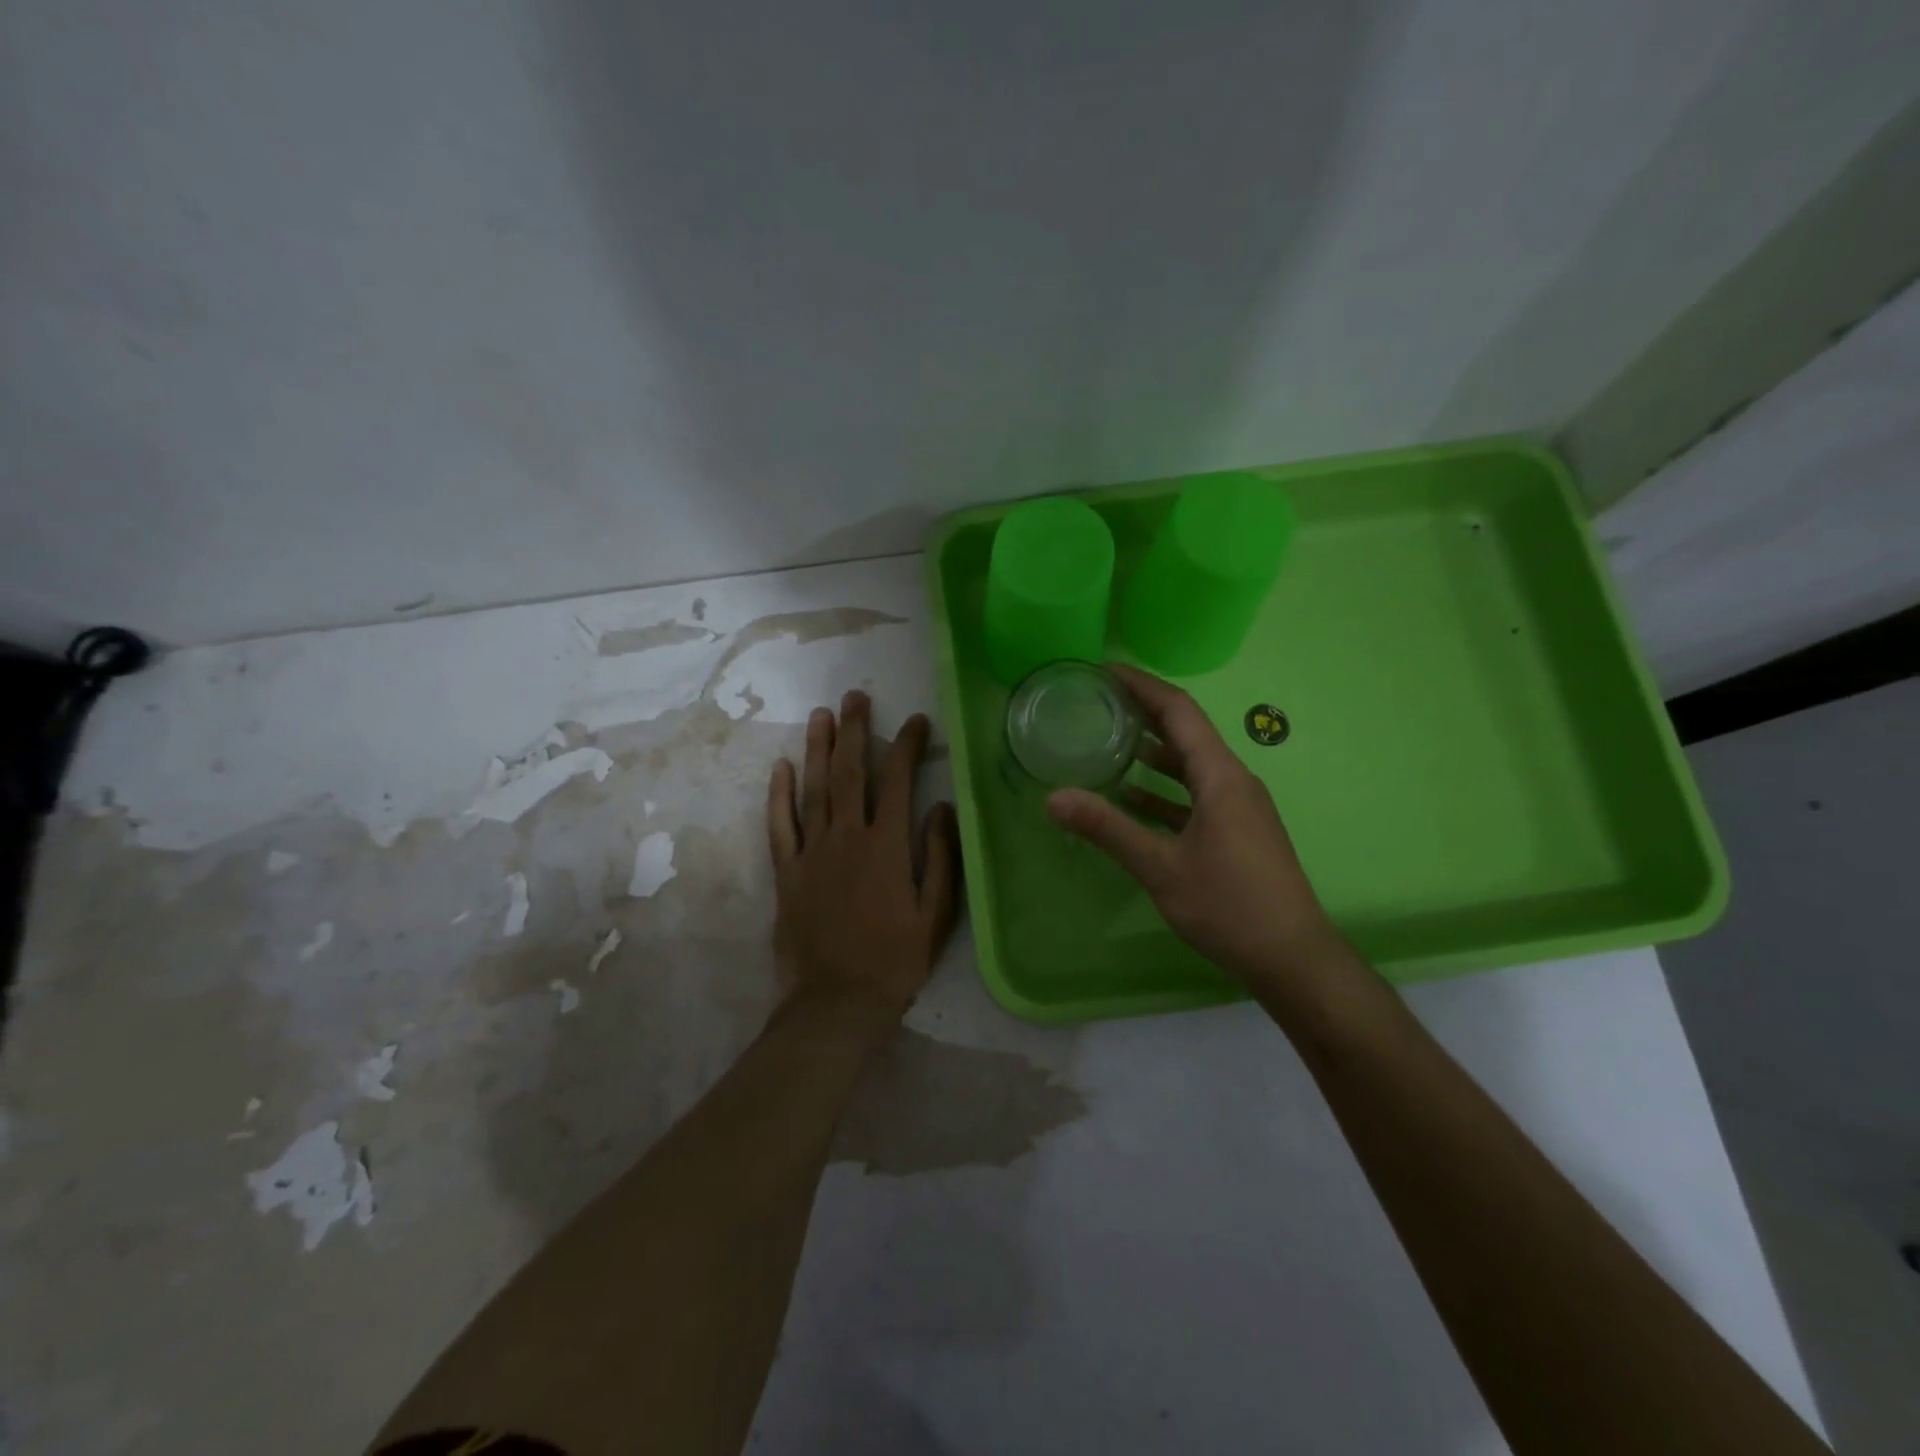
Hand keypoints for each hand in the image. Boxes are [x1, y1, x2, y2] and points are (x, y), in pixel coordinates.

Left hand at [766, 691, 959, 1015]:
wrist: (836, 1004)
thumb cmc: (894, 961)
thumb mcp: (935, 914)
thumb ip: (939, 857)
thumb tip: (941, 807)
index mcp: (887, 847)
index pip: (898, 782)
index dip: (907, 746)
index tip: (916, 721)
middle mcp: (846, 839)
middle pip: (849, 773)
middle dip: (854, 731)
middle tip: (856, 697)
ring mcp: (811, 854)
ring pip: (813, 789)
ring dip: (818, 749)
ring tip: (822, 715)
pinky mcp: (786, 873)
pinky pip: (779, 826)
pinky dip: (779, 795)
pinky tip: (782, 767)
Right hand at [1047, 664, 1342, 986]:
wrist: (1293, 958)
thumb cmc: (1229, 906)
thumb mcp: (1161, 867)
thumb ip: (1107, 828)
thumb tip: (1053, 798)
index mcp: (1220, 776)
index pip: (1179, 711)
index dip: (1142, 685)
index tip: (1105, 670)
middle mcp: (1233, 780)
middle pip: (1186, 731)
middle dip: (1143, 712)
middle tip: (1098, 701)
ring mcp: (1239, 807)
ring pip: (1190, 765)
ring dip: (1152, 751)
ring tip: (1108, 741)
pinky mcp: (1238, 830)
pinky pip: (1196, 794)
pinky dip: (1164, 790)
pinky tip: (1132, 798)